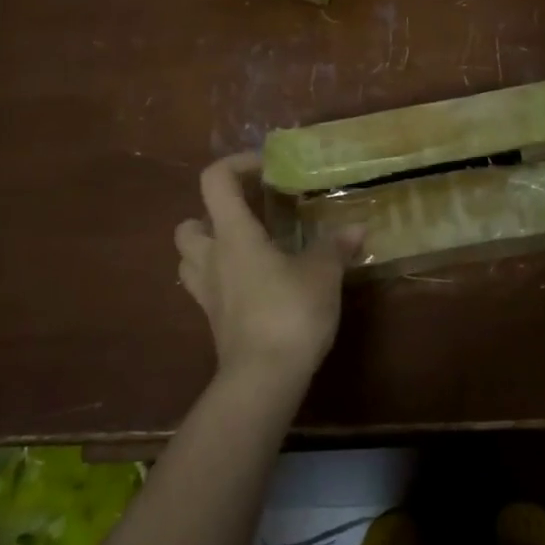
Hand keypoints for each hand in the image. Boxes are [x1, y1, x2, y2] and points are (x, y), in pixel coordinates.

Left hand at [174, 153, 362, 389]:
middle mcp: (212, 258)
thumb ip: (335, 246)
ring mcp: (208, 293)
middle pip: (188, 224)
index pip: (215, 181)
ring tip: (248, 248)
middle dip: (211, 214)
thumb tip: (356, 227)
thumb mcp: (323, 273)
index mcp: (234, 235)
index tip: (267, 168)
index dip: (236, 164)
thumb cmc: (289, 313)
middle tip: (249, 216)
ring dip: (210, 247)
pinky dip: (223, 278)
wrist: (263, 380)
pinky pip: (206, 288)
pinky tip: (255, 283)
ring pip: (189, 258)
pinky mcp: (214, 322)